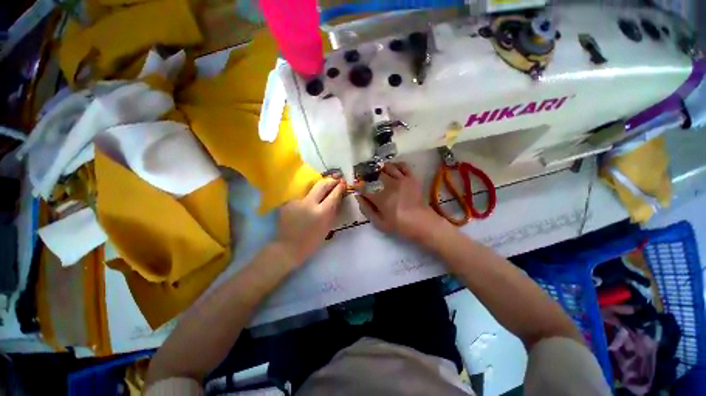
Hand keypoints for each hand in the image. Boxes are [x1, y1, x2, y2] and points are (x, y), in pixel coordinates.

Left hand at [274, 178, 345, 265]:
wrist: (288, 248)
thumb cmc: (312, 241)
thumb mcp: (328, 227)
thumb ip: (333, 211)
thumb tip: (337, 197)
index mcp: (321, 213)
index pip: (333, 194)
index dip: (339, 187)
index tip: (343, 182)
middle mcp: (308, 204)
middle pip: (321, 185)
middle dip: (330, 180)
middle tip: (335, 179)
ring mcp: (296, 201)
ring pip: (309, 188)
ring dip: (318, 187)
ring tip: (324, 187)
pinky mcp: (287, 202)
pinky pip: (301, 195)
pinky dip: (307, 195)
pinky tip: (308, 199)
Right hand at [356, 162, 446, 243]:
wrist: (422, 222)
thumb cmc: (399, 225)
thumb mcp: (379, 223)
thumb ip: (366, 209)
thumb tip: (358, 196)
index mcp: (380, 197)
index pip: (364, 187)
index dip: (358, 186)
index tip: (356, 186)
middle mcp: (390, 184)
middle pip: (374, 173)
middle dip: (367, 175)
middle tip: (366, 179)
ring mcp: (402, 179)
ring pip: (387, 166)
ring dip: (380, 168)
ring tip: (377, 173)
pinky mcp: (411, 177)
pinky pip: (402, 165)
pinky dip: (395, 165)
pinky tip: (392, 170)